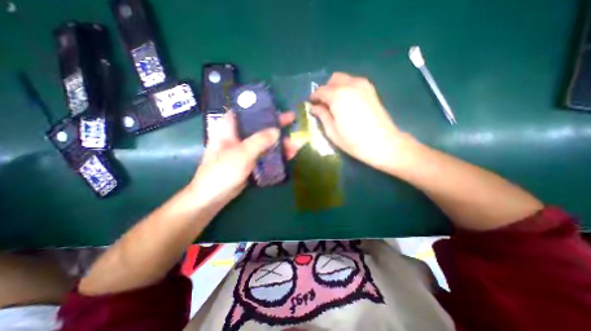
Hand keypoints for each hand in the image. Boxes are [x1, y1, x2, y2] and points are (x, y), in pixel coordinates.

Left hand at [187, 111, 297, 211]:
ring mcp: (244, 149)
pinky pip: (265, 153)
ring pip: (264, 141)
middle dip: (276, 125)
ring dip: (279, 142)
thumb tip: (277, 131)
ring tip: (295, 145)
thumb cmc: (222, 171)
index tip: (277, 108)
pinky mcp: (250, 160)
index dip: (261, 107)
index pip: (246, 110)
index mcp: (229, 127)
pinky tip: (288, 155)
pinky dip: (275, 154)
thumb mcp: (242, 153)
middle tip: (292, 122)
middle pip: (259, 126)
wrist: (213, 197)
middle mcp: (237, 135)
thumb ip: (260, 140)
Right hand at [310, 73, 405, 172]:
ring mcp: (363, 85)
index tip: (311, 105)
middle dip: (325, 90)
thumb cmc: (354, 141)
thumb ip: (322, 115)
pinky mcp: (371, 90)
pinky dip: (346, 89)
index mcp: (338, 95)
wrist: (383, 144)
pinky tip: (347, 103)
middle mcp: (351, 85)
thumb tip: (315, 107)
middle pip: (333, 79)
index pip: (321, 91)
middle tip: (323, 104)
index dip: (314, 97)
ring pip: (344, 79)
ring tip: (335, 104)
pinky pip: (354, 83)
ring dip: (336, 88)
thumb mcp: (332, 132)